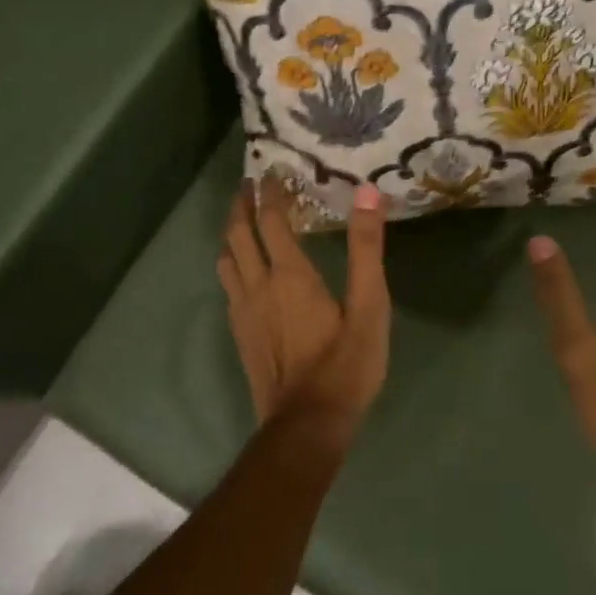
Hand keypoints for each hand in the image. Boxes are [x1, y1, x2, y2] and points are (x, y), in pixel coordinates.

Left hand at [217, 176, 389, 434]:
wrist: (307, 423)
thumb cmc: (346, 364)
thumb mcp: (369, 306)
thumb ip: (367, 250)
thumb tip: (367, 194)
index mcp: (289, 275)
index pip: (271, 220)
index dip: (271, 192)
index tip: (273, 171)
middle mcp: (258, 285)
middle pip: (238, 234)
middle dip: (241, 205)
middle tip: (249, 184)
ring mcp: (243, 311)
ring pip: (226, 259)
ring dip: (232, 233)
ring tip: (242, 220)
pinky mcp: (240, 333)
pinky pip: (228, 285)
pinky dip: (233, 263)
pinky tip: (244, 270)